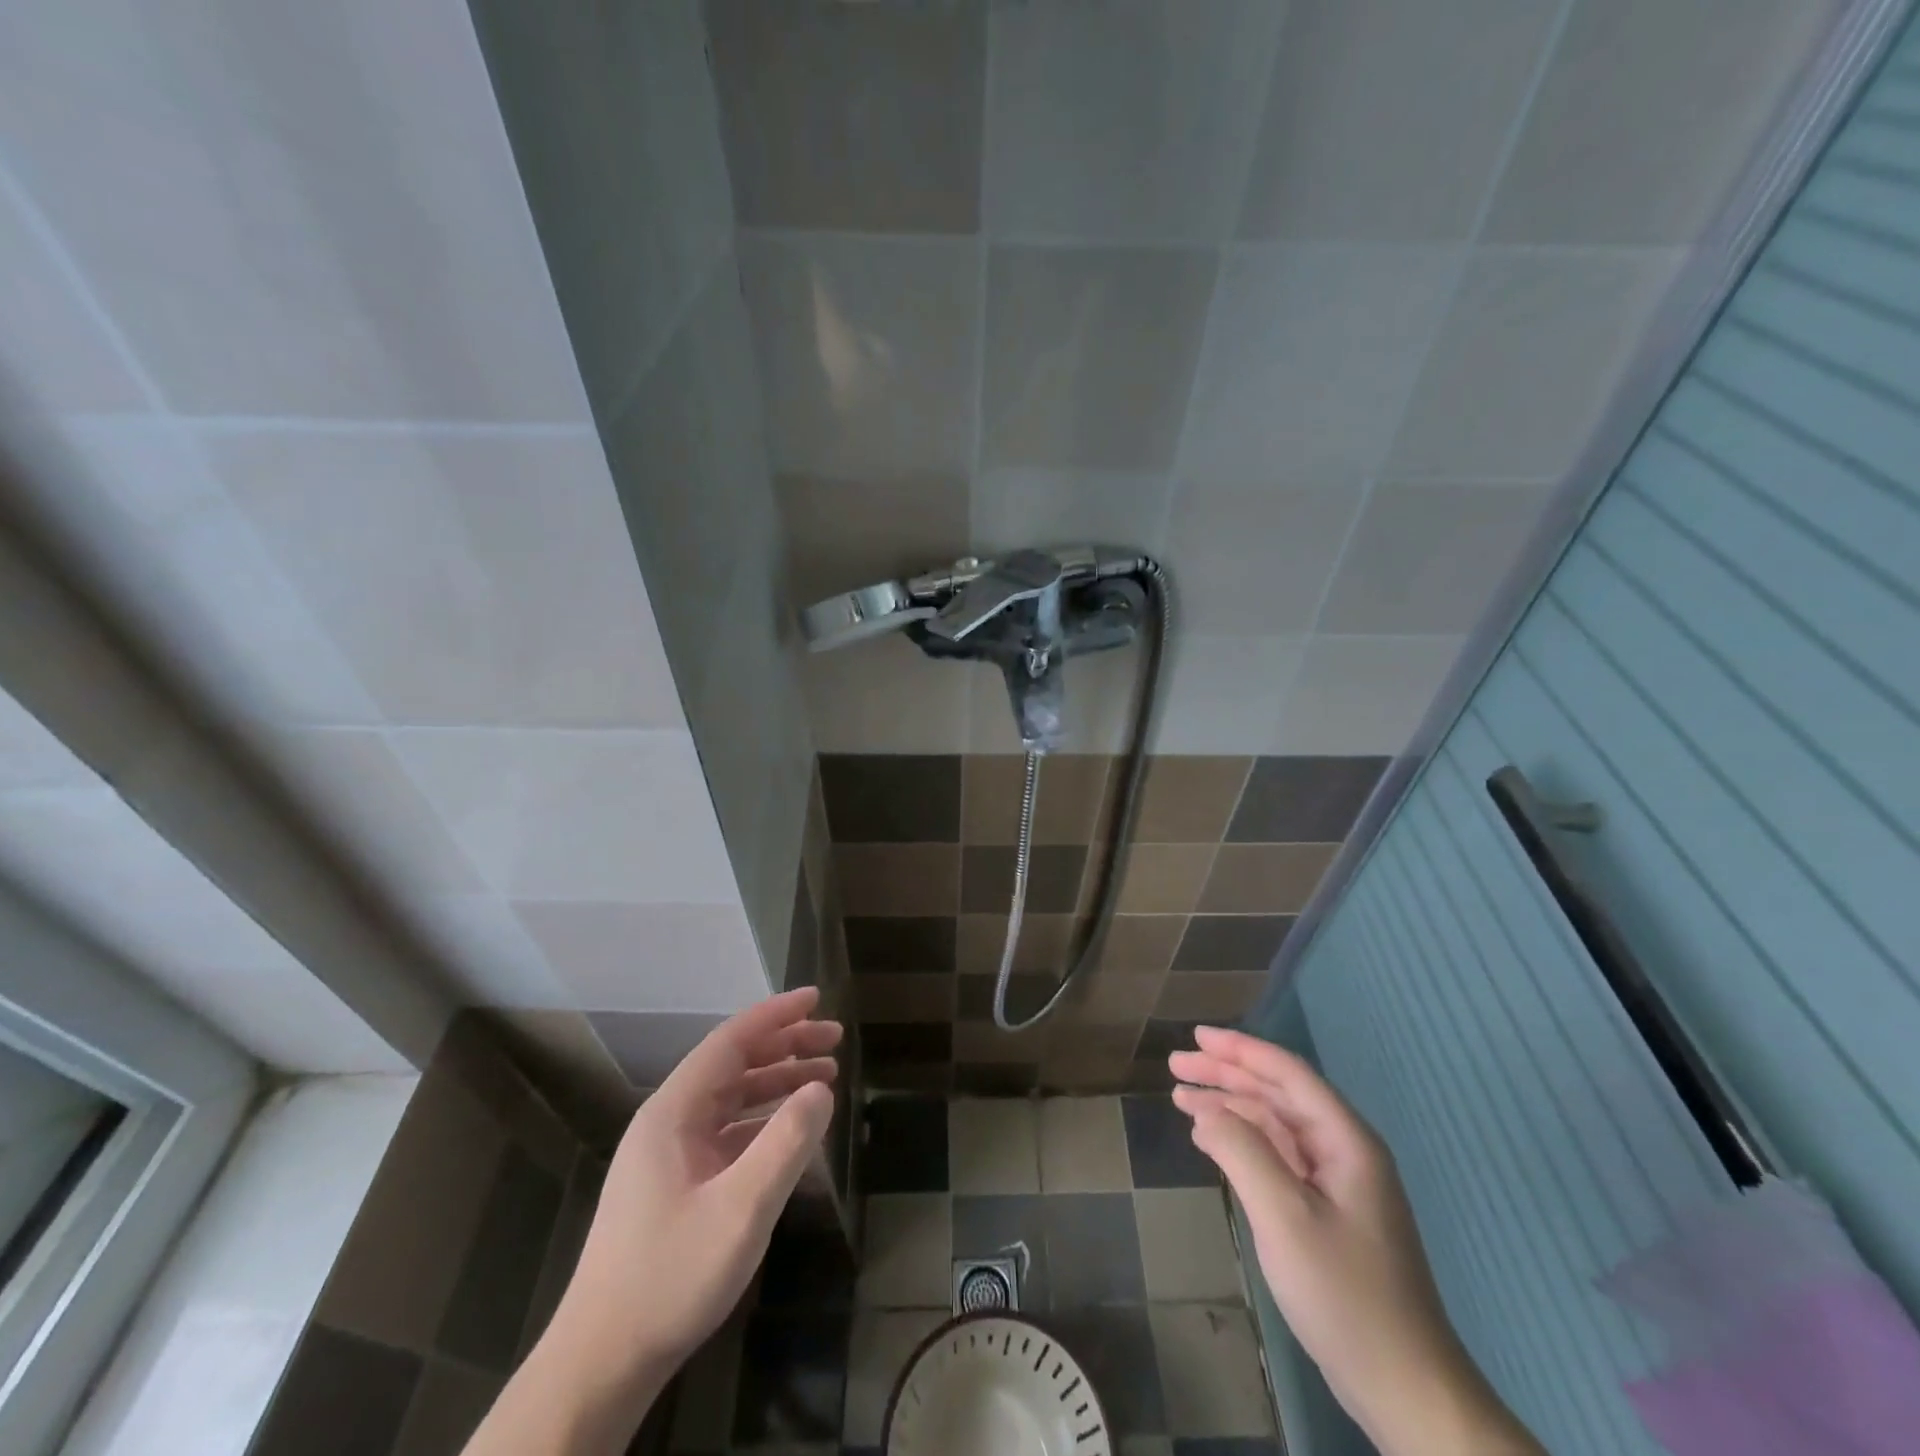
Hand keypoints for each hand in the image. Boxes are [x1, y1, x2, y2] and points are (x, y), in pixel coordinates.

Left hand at [549, 988, 839, 1387]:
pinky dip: (763, 1120)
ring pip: (731, 1098)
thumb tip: (822, 1089)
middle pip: (733, 1064)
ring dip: (777, 1082)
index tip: (816, 998)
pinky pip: (727, 1131)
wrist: (602, 1362)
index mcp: (673, 1112)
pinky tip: (792, 1130)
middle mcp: (668, 1122)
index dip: (776, 1015)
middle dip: (785, 1045)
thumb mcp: (741, 1209)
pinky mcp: (675, 1184)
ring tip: (826, 1078)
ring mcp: (670, 1154)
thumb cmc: (670, 1276)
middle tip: (835, 1040)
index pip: (730, 1041)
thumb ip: (786, 1142)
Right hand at [1169, 1026, 1540, 1455]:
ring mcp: (1337, 1183)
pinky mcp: (1327, 1212)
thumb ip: (1242, 1151)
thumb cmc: (1345, 1295)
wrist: (1405, 1388)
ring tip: (1182, 1099)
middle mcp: (1343, 1150)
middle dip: (1226, 1074)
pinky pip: (1277, 1156)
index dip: (1239, 1049)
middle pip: (1278, 1093)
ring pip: (1275, 1124)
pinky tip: (1211, 1141)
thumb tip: (1206, 1112)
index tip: (1195, 1036)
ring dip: (1229, 1106)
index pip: (1287, 1073)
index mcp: (1345, 1140)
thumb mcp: (1284, 1216)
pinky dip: (1241, 1141)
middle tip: (1176, 1065)